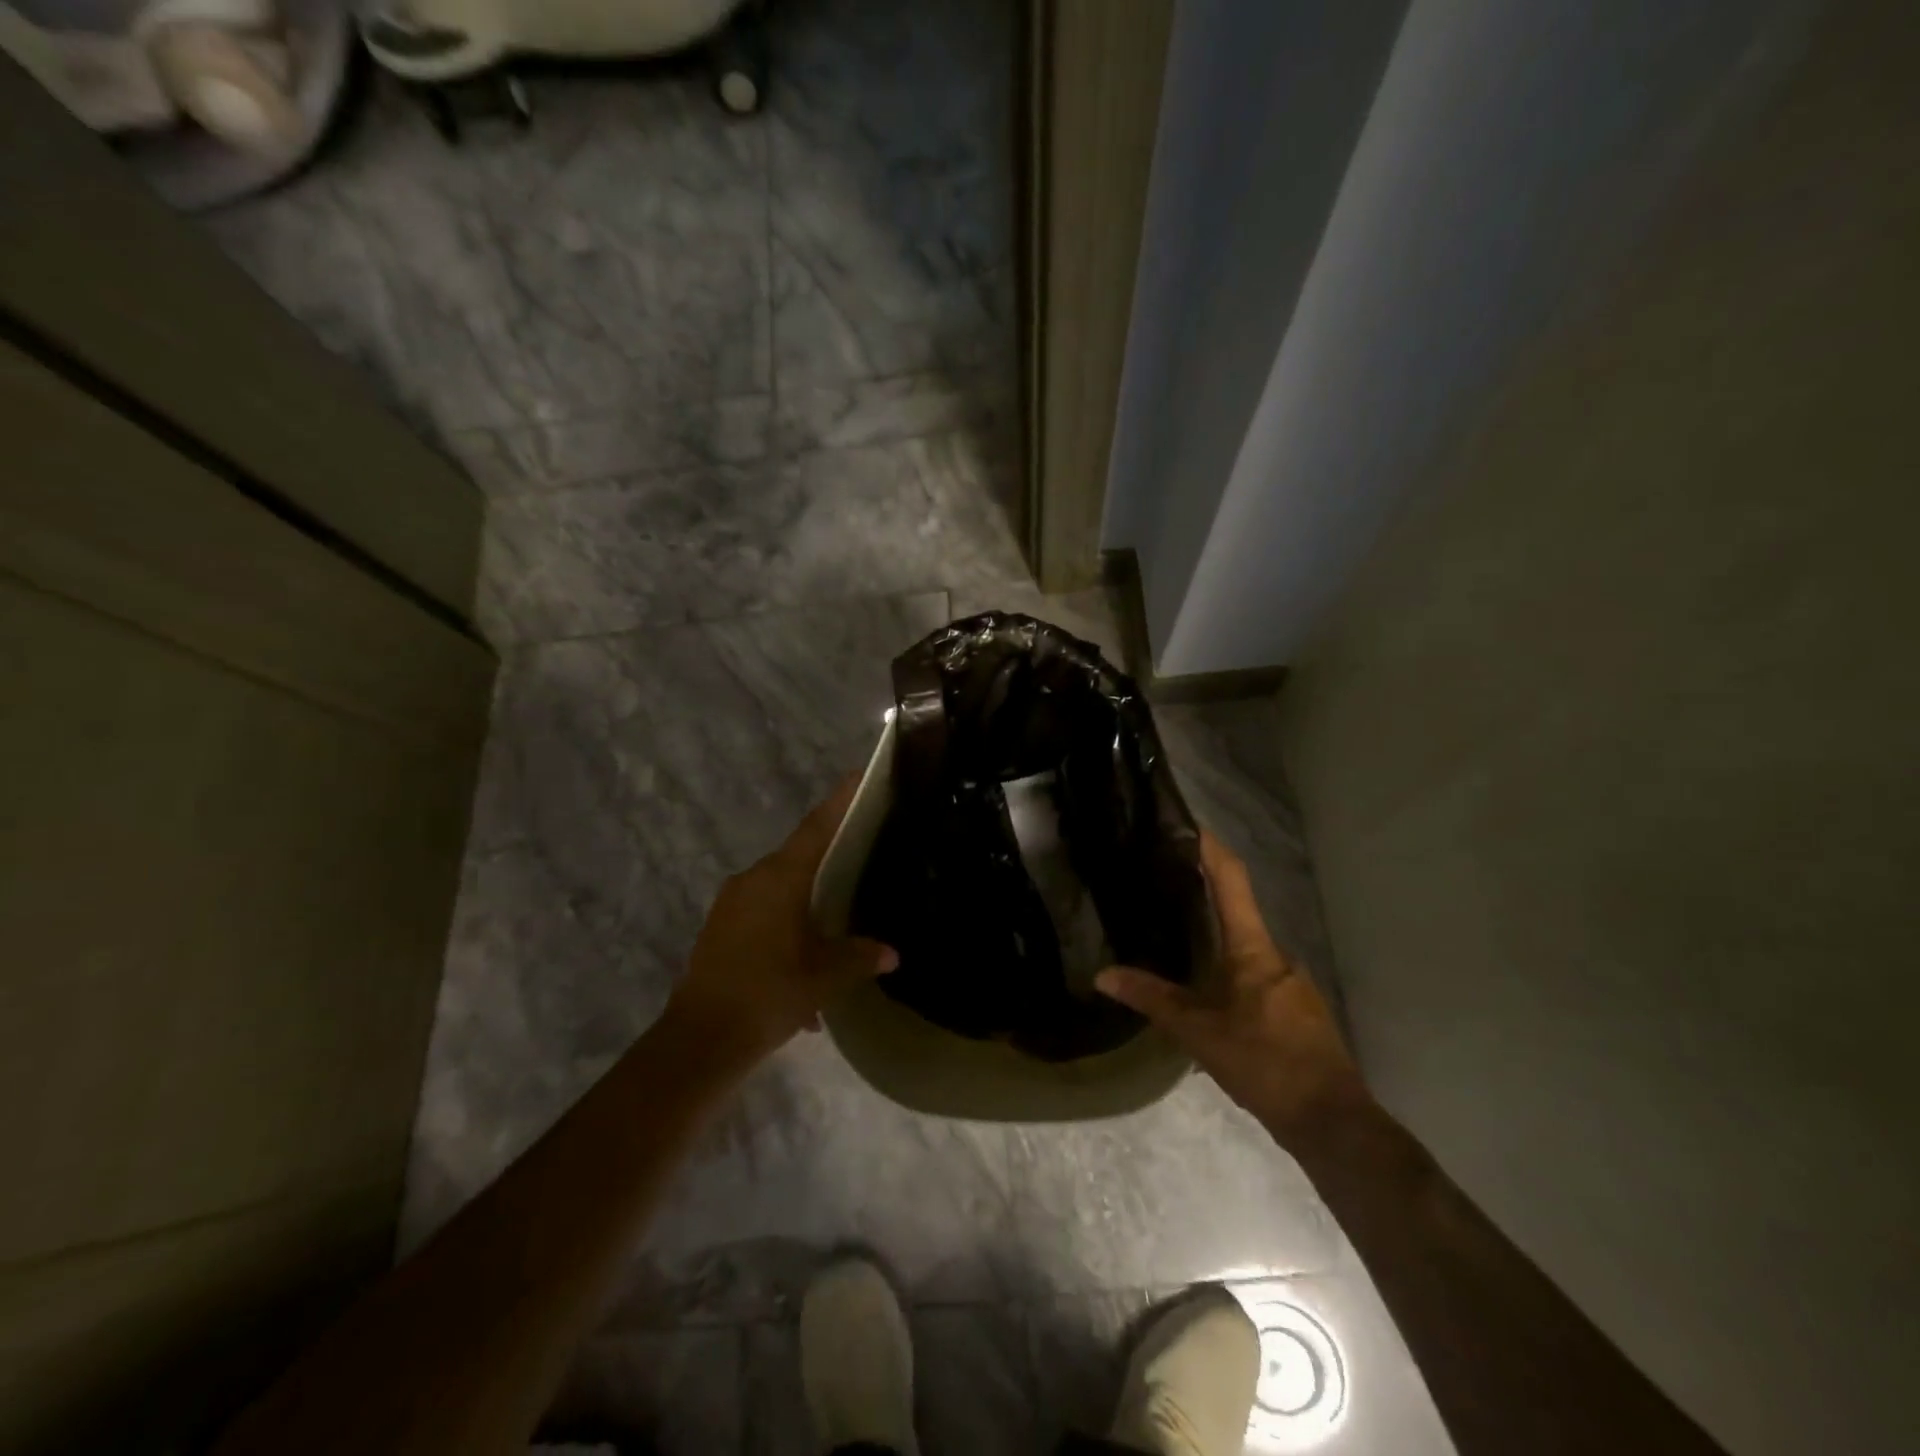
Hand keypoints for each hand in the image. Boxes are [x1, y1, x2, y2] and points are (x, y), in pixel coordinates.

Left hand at [666, 777, 898, 1064]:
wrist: (700, 1040)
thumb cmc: (769, 994)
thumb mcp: (825, 977)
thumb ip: (860, 957)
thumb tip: (891, 953)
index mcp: (781, 878)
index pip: (817, 826)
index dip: (840, 800)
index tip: (860, 776)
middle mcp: (753, 879)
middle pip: (798, 856)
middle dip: (828, 857)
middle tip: (861, 857)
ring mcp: (731, 903)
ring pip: (780, 889)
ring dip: (806, 903)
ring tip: (835, 929)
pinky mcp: (719, 928)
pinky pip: (762, 914)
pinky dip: (785, 928)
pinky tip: (803, 966)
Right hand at [1096, 831, 1367, 1143]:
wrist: (1333, 1122)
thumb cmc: (1265, 1064)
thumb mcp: (1199, 1033)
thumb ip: (1152, 999)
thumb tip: (1102, 975)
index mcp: (1254, 949)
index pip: (1232, 881)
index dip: (1211, 848)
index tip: (1188, 823)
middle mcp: (1277, 955)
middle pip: (1238, 911)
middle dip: (1204, 898)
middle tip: (1163, 889)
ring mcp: (1292, 984)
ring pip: (1246, 950)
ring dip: (1215, 943)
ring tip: (1176, 944)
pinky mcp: (1298, 1010)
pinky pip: (1257, 978)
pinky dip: (1230, 975)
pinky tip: (1207, 998)